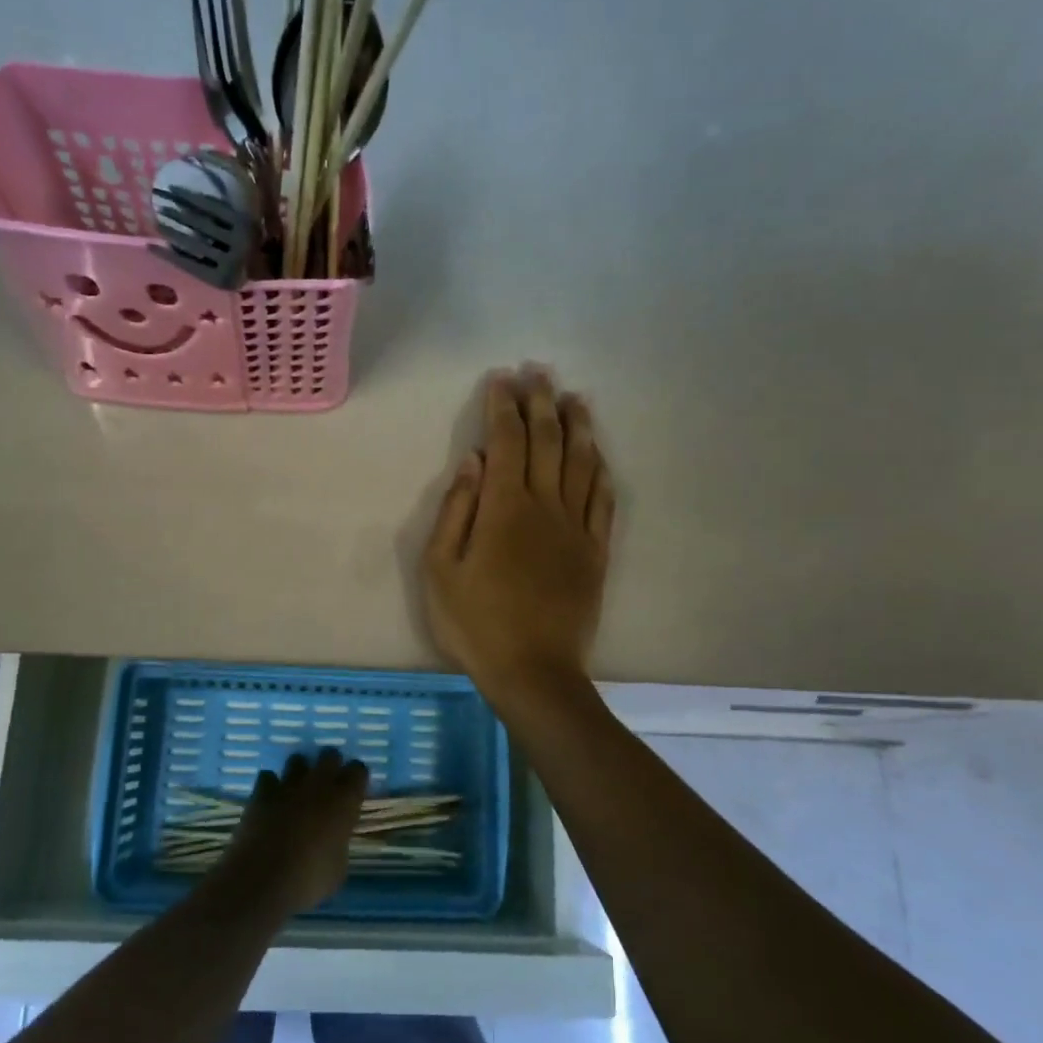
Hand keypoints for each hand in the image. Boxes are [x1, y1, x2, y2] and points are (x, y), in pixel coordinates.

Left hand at [215, 748, 368, 915]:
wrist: (263, 879)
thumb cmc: (309, 879)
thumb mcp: (338, 868)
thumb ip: (339, 843)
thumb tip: (334, 840)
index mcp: (345, 801)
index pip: (359, 770)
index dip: (356, 777)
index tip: (354, 789)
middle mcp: (319, 784)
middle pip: (329, 755)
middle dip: (330, 765)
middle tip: (327, 785)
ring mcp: (288, 785)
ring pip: (298, 760)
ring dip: (299, 772)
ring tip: (297, 790)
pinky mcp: (262, 792)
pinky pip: (268, 777)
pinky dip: (270, 786)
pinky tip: (270, 800)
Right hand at [424, 367, 615, 714]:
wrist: (533, 670)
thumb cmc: (475, 622)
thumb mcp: (440, 570)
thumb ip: (456, 511)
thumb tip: (473, 462)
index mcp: (504, 508)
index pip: (507, 442)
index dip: (504, 407)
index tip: (501, 380)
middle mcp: (545, 507)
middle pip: (548, 442)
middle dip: (541, 402)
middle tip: (538, 372)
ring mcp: (576, 528)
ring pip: (581, 463)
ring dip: (578, 426)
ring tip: (574, 397)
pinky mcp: (595, 551)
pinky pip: (603, 500)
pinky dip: (600, 470)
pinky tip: (597, 454)